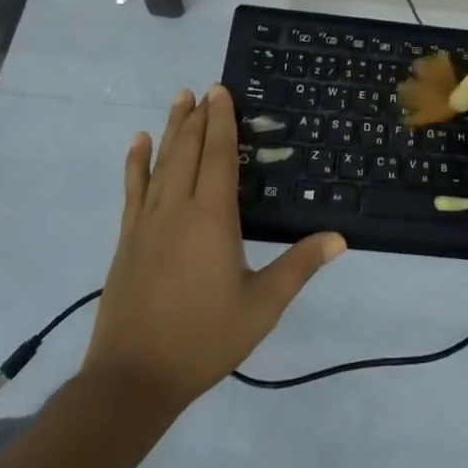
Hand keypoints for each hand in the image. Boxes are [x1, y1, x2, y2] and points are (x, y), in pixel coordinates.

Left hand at [83, 86, 344, 411]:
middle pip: (188, 151)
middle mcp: (177, 209)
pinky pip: (132, 189)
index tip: (220, 90)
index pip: (218, 156)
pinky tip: (138, 143)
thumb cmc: (204, 339)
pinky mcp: (127, 239)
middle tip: (203, 88)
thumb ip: (299, 267)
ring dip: (171, 129)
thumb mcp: (261, 306)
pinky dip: (136, 163)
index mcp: (211, 218)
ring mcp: (146, 223)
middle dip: (197, 117)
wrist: (133, 379)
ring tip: (179, 100)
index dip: (221, 121)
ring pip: (161, 163)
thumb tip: (340, 238)